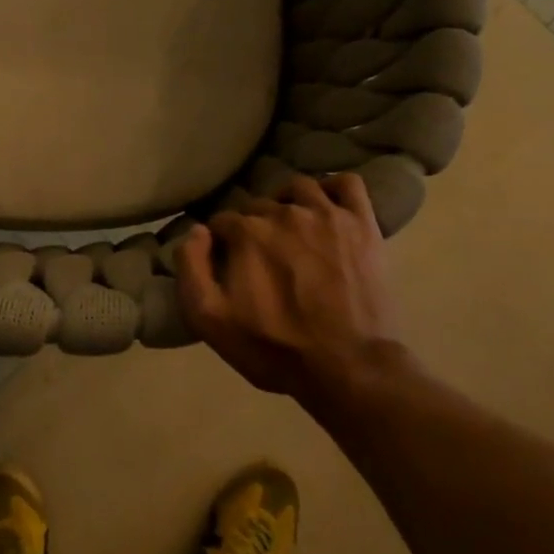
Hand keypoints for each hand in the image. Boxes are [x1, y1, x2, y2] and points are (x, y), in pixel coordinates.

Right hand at [176, 174, 410, 405]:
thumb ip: (190, 269)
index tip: (227, 263)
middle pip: (259, 206)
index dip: (221, 242)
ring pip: (298, 188)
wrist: (349, 368)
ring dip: (288, 203)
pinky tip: (328, 208)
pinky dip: (334, 189)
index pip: (222, 221)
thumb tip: (196, 231)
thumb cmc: (274, 348)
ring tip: (291, 229)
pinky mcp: (362, 224)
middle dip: (254, 226)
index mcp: (247, 233)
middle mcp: (284, 213)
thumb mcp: (210, 320)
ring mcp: (327, 215)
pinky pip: (348, 184)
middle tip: (261, 257)